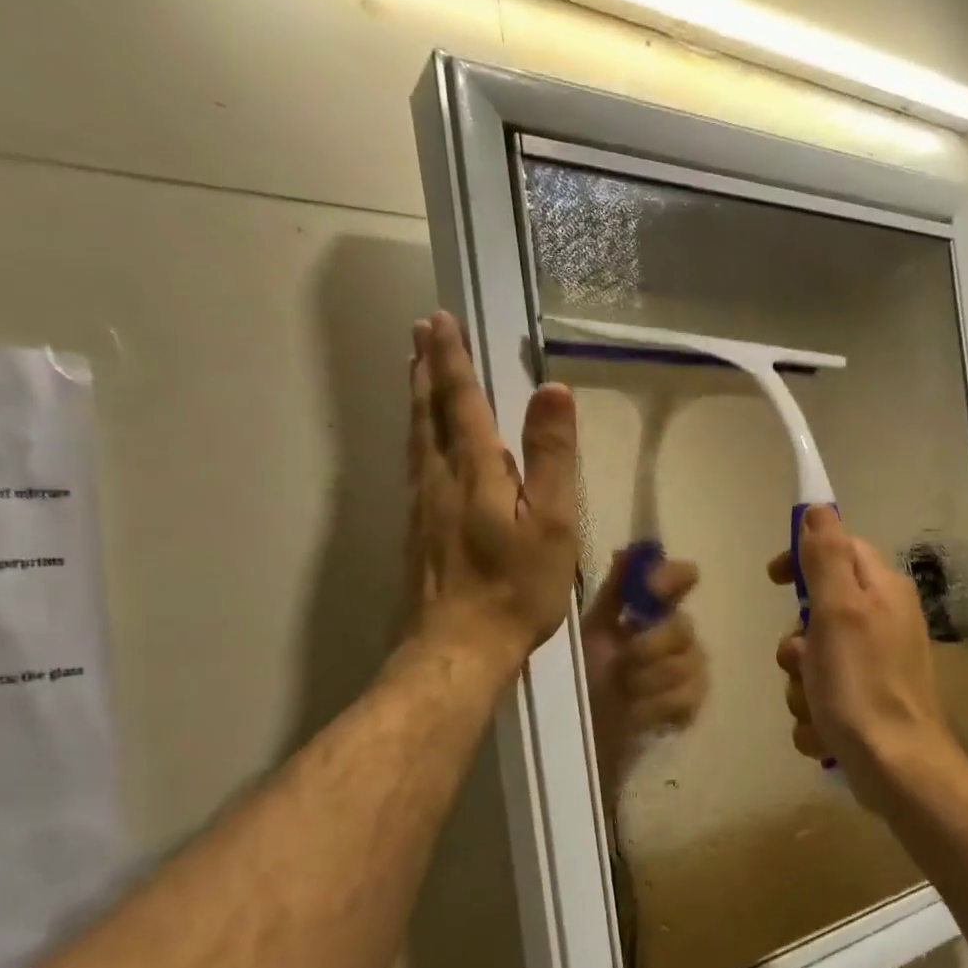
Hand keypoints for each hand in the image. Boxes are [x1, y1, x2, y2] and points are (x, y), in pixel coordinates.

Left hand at [406, 311, 577, 670]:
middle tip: (420, 331)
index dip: (453, 358)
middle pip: (428, 412)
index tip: (440, 319)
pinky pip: (415, 467)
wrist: (459, 648)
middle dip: (426, 368)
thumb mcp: (551, 522)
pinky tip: (422, 447)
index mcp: (474, 470)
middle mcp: (439, 479)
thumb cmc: (515, 587)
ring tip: (416, 373)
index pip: (461, 400)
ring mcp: (422, 507)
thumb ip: (551, 456)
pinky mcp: (417, 533)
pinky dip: (417, 438)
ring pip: (416, 439)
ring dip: (417, 399)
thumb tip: (553, 390)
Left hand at [581, 550, 708, 788]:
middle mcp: (678, 633)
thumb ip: (614, 591)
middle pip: (683, 627)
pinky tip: (638, 710)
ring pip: (686, 664)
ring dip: (648, 679)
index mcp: (653, 610)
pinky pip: (688, 696)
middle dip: (650, 645)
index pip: (680, 578)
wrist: (585, 726)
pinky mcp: (691, 704)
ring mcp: (690, 669)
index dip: (672, 578)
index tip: (652, 588)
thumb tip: (627, 550)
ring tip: (623, 690)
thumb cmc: (586, 671)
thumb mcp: (592, 628)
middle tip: (623, 660)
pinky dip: (658, 705)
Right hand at [769, 506, 962, 812]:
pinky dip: (815, 714)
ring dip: (801, 685)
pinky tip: (825, 732)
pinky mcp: (866, 703)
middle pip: (817, 611)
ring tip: (816, 706)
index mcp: (881, 591)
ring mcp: (875, 665)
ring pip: (812, 659)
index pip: (838, 548)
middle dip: (797, 643)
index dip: (803, 559)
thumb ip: (827, 557)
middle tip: (802, 662)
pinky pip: (822, 696)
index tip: (775, 580)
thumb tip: (818, 508)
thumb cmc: (862, 685)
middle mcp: (882, 621)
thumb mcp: (838, 611)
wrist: (896, 769)